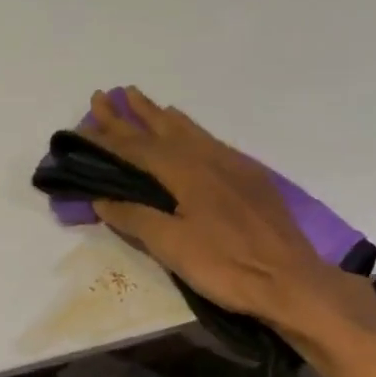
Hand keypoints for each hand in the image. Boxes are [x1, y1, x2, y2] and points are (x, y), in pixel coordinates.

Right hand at [79, 87, 335, 323]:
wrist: (291, 280)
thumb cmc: (228, 267)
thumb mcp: (174, 247)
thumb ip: (137, 219)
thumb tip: (102, 198)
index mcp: (187, 171)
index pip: (138, 149)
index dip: (108, 138)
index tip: (84, 124)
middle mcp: (209, 158)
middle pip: (162, 130)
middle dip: (130, 115)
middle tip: (105, 96)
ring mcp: (234, 165)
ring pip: (190, 131)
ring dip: (160, 116)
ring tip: (140, 99)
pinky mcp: (251, 178)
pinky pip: (211, 141)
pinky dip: (189, 130)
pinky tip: (189, 134)